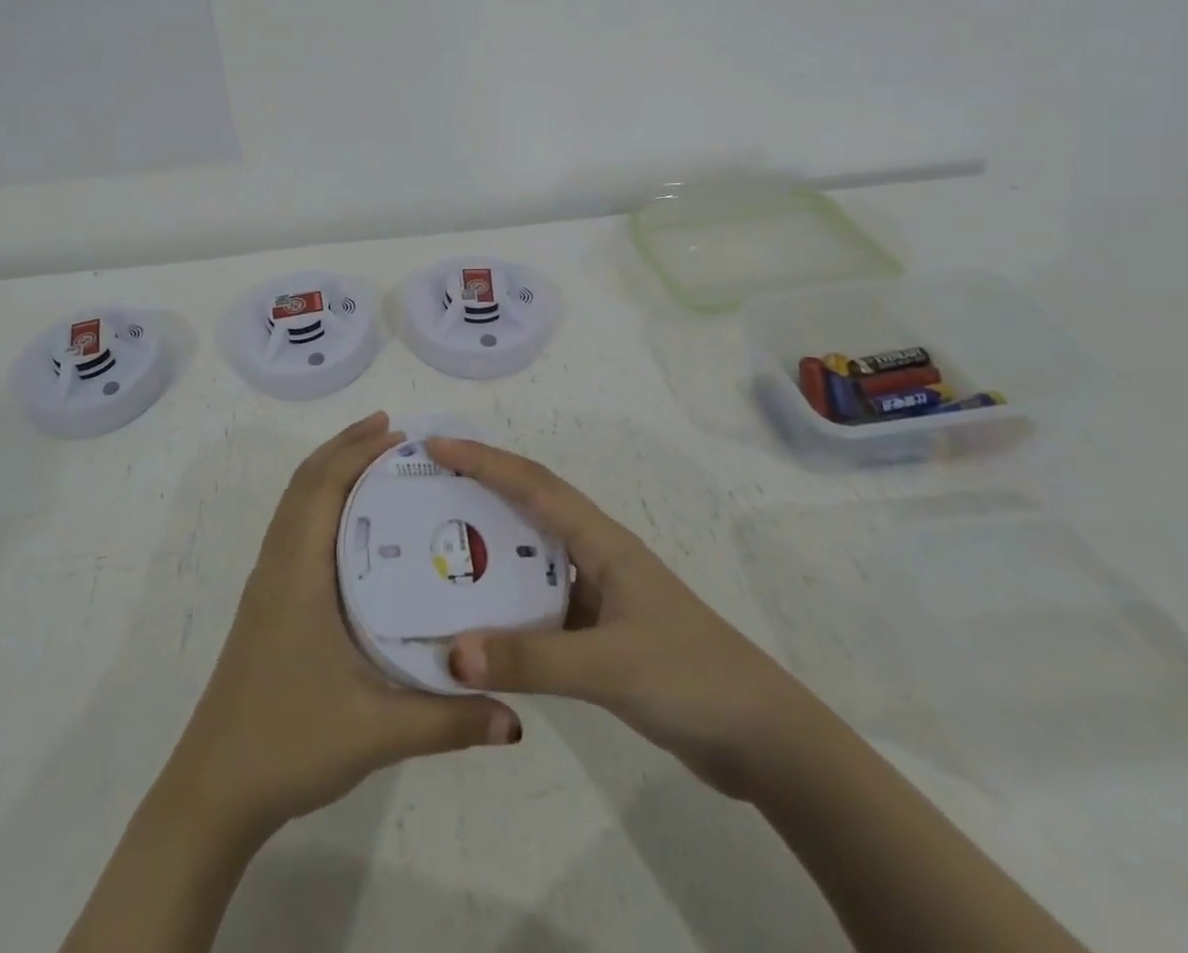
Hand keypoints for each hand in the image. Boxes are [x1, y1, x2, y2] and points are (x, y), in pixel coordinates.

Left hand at [165, 414, 522, 839]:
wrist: (215, 788)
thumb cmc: (289, 742)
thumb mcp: (377, 731)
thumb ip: (449, 720)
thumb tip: (515, 719)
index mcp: (298, 572)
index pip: (323, 486)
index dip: (356, 450)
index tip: (397, 430)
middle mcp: (278, 565)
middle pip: (305, 483)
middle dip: (345, 448)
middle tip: (394, 434)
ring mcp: (268, 583)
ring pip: (294, 504)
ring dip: (329, 472)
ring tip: (376, 464)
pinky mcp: (267, 604)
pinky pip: (293, 529)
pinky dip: (319, 503)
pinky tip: (353, 530)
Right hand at [428, 437, 823, 798]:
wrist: (763, 739)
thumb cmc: (691, 678)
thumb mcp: (609, 665)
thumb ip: (531, 660)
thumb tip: (452, 654)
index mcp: (602, 541)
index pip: (532, 485)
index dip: (483, 461)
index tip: (435, 447)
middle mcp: (597, 556)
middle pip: (528, 507)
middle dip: (478, 487)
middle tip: (424, 487)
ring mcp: (600, 594)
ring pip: (532, 556)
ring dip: (489, 546)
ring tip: (435, 545)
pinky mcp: (600, 632)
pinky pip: (540, 602)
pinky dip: (506, 602)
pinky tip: (476, 619)